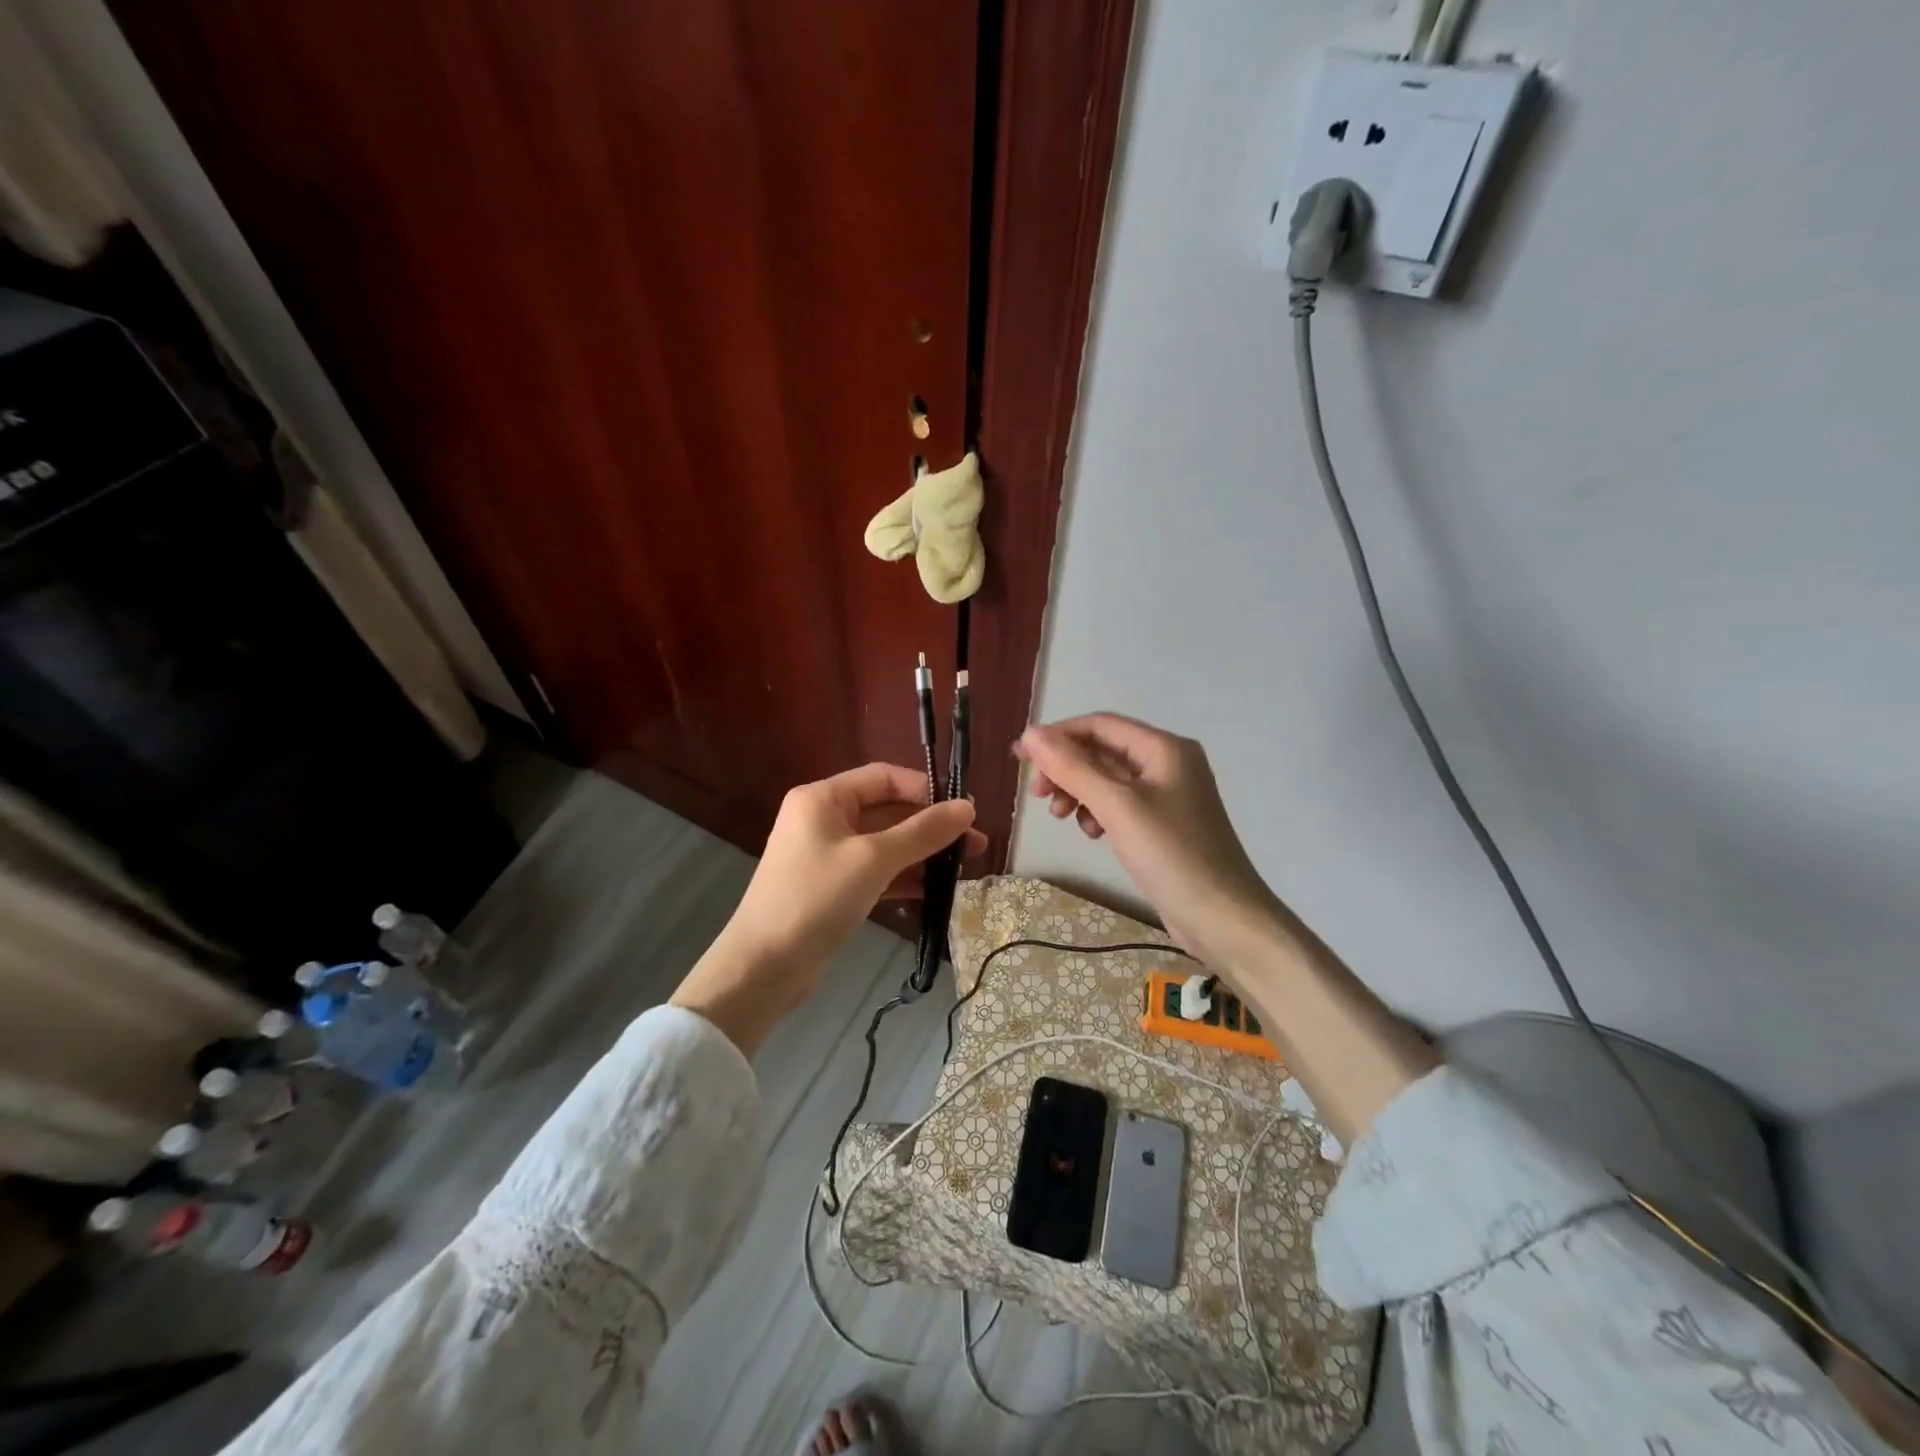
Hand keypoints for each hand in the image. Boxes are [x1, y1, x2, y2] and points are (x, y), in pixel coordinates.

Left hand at [672, 764, 985, 1053]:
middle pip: (887, 810)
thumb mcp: (874, 860)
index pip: (884, 777)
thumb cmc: (816, 899)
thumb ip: (922, 832)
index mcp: (823, 798)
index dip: (926, 790)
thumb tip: (968, 808)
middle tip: (975, 845)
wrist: (763, 968)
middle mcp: (823, 819)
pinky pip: (876, 872)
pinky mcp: (833, 888)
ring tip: (965, 868)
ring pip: (885, 844)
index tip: (965, 811)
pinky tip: (936, 890)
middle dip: (930, 826)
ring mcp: (827, 855)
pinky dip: (904, 877)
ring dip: (923, 853)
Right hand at [1015, 713, 1285, 967]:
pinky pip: (1119, 806)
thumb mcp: (1117, 806)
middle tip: (1038, 795)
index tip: (1020, 758)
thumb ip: (1072, 768)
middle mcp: (1167, 764)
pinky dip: (1097, 813)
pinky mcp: (1162, 826)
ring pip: (1107, 780)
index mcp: (1164, 748)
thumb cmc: (1172, 855)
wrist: (1223, 919)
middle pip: (1102, 751)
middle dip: (1066, 768)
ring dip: (1078, 791)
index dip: (1057, 736)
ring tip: (1061, 817)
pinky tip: (1091, 833)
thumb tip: (1030, 735)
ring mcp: (1167, 796)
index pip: (1099, 725)